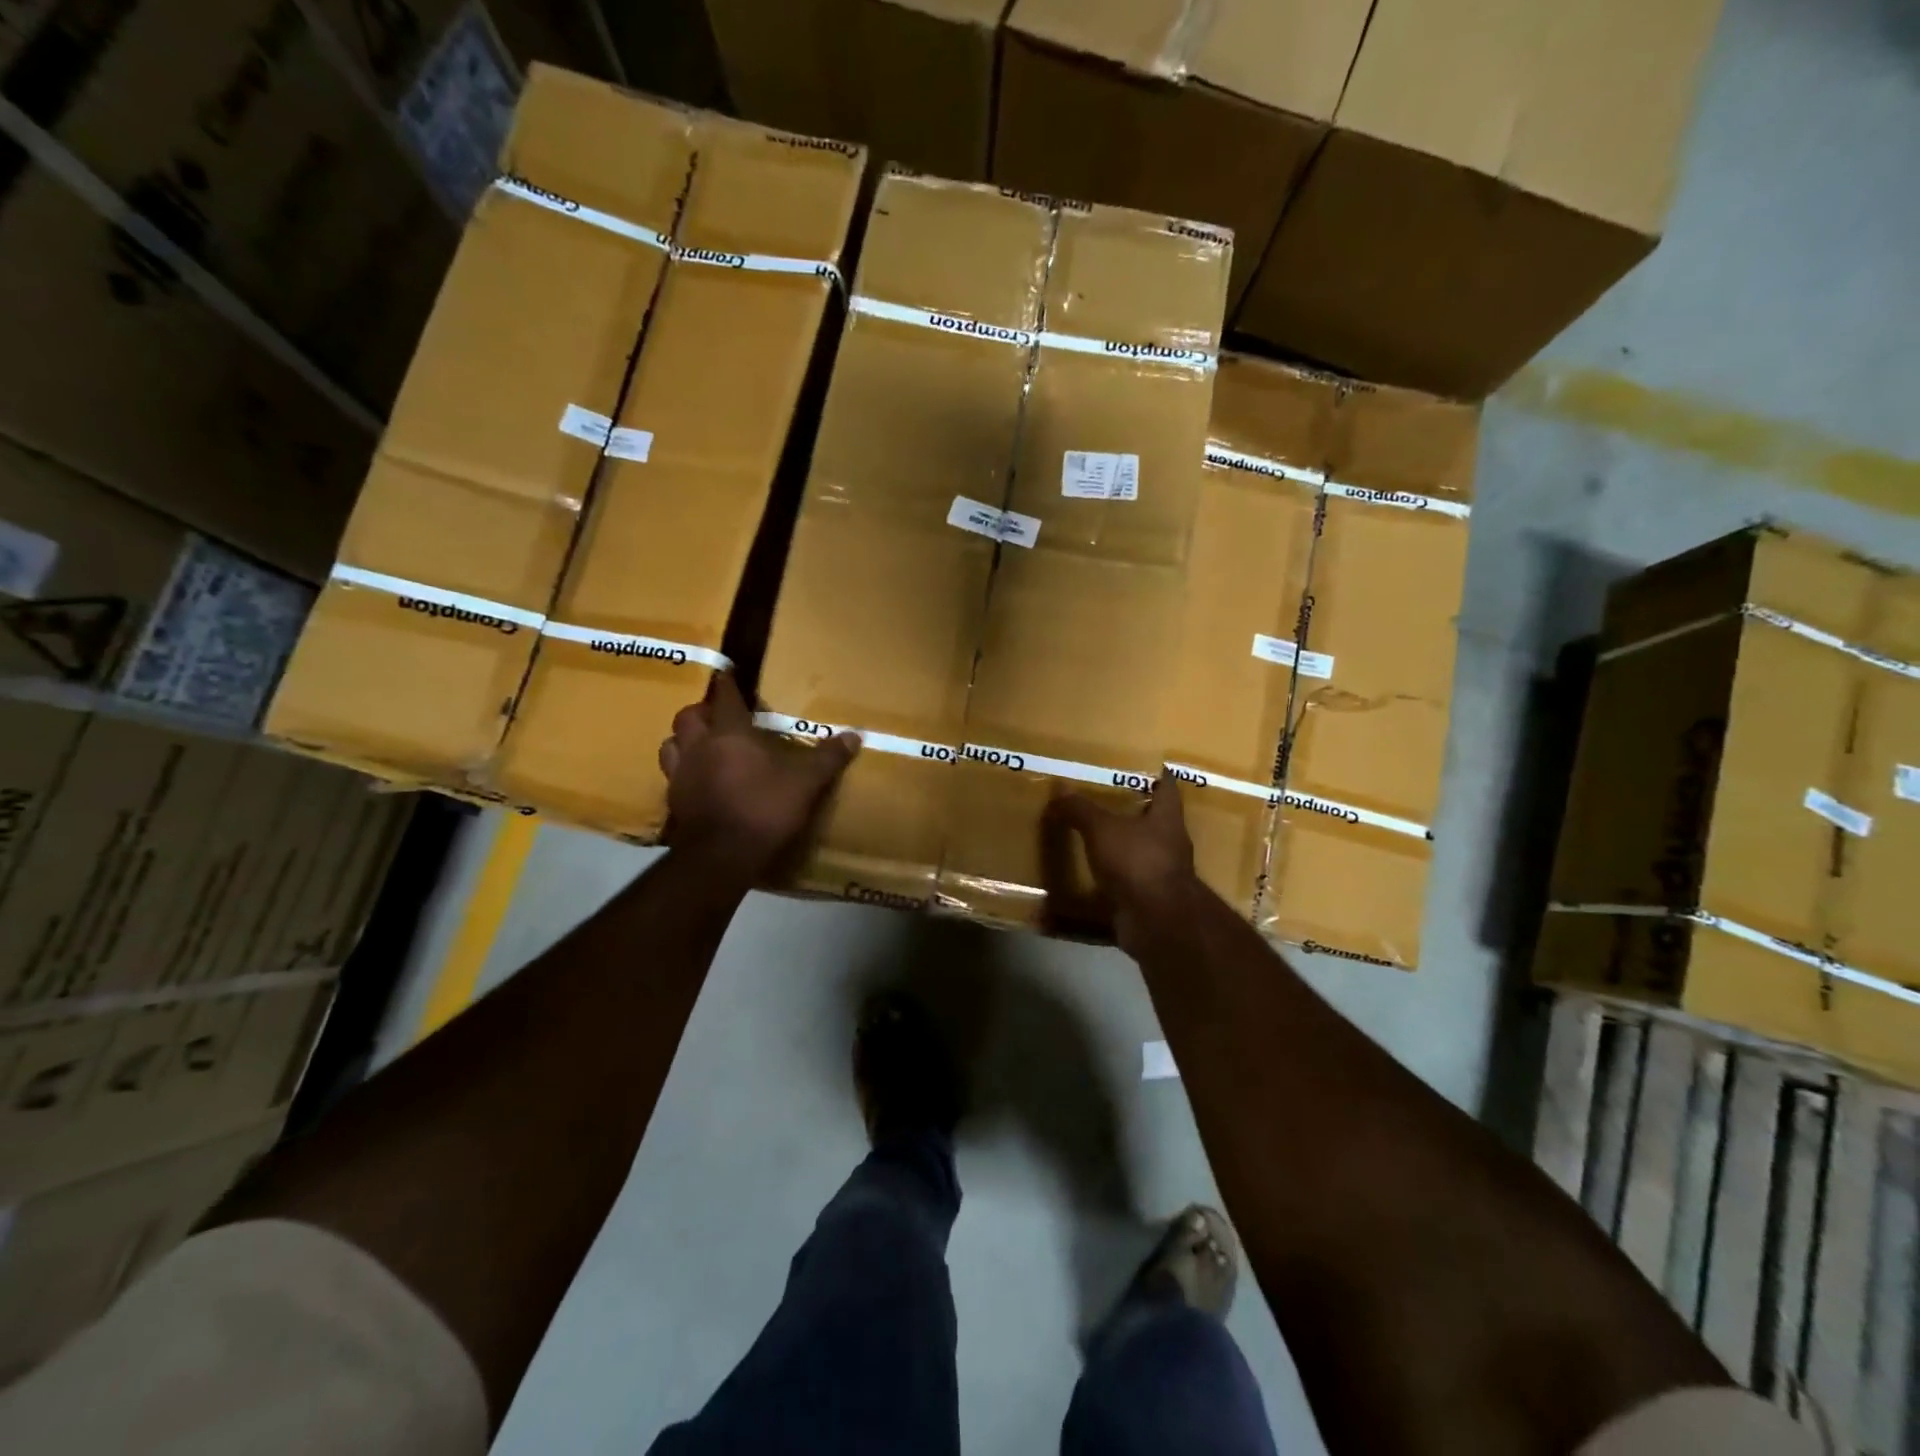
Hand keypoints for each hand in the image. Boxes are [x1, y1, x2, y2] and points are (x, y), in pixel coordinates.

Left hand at [658, 674, 859, 878]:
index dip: (727, 684)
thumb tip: (855, 735)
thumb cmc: (765, 807)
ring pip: (671, 745)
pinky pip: (673, 777)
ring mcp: (681, 775)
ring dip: (683, 740)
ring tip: (701, 745)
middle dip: (701, 711)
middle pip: (688, 717)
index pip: (725, 698)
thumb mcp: (806, 782)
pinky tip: (698, 782)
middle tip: (716, 714)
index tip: (728, 673)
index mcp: (730, 734)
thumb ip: (828, 757)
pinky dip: (683, 772)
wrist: (722, 855)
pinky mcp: (674, 802)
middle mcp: (699, 747)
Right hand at [1045, 775, 1200, 950]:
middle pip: (1154, 820)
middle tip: (1103, 797)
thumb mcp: (1102, 829)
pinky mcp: (1148, 898)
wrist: (1157, 921)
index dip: (1155, 774)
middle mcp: (1170, 843)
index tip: (1140, 764)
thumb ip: (1081, 810)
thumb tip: (1059, 792)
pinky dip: (1111, 877)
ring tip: (1093, 835)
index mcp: (1167, 818)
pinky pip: (1127, 881)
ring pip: (1140, 851)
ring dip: (1121, 845)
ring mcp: (1161, 873)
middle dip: (1132, 810)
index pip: (1167, 787)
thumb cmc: (1137, 862)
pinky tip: (1090, 873)